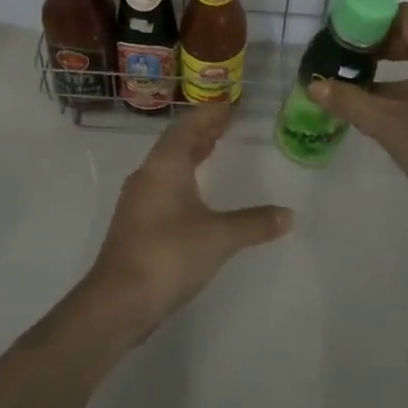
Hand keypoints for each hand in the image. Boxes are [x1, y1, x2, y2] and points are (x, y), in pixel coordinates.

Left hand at [83, 106, 293, 340]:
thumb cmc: (169, 254)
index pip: (188, 127)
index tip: (229, 106)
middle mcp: (148, 175)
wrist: (119, 300)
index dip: (209, 115)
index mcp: (165, 166)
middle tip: (226, 124)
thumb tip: (289, 215)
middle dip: (201, 132)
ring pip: (167, 165)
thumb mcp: (219, 237)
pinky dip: (182, 177)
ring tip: (213, 150)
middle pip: (176, 143)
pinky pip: (162, 185)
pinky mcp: (135, 223)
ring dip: (190, 154)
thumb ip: (254, 223)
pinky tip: (195, 193)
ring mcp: (137, 200)